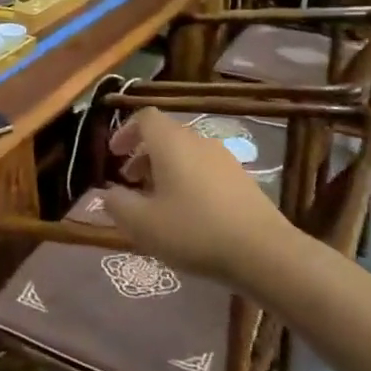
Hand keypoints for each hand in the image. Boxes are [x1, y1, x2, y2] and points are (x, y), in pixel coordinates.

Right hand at [98, 109, 289, 282]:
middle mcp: (198, 141)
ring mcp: (224, 159)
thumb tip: (107, 193)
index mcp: (171, 142)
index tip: (114, 154)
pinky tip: (188, 213)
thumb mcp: (142, 223)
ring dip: (165, 169)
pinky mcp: (242, 179)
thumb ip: (117, 204)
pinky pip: (205, 168)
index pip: (144, 117)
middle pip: (165, 135)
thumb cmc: (194, 231)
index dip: (126, 131)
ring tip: (156, 200)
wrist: (264, 252)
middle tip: (130, 181)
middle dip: (143, 154)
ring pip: (186, 153)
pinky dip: (188, 180)